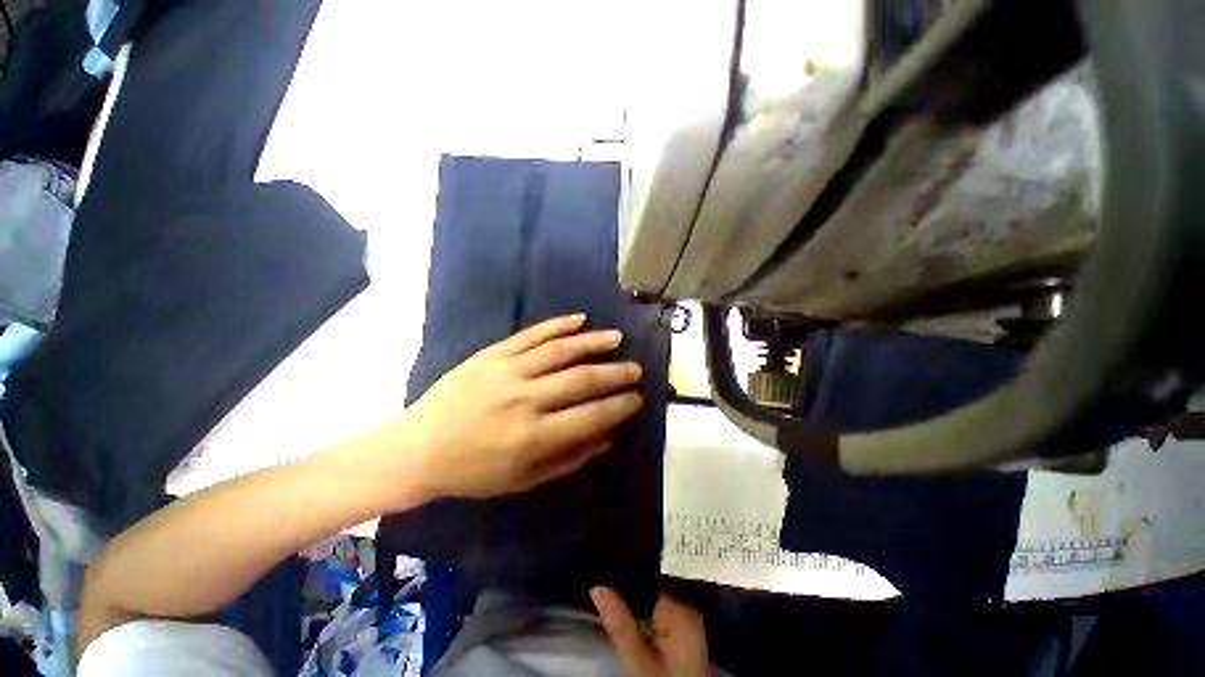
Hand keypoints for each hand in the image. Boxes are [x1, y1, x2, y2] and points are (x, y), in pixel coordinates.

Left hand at [391, 314, 643, 500]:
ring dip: (593, 342)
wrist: (418, 448)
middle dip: (615, 374)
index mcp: (534, 436)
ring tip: (616, 338)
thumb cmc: (473, 471)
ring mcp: (507, 371)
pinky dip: (557, 325)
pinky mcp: (492, 354)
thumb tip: (608, 437)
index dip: (619, 406)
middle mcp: (525, 399)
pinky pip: (531, 335)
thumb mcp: (524, 479)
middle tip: (635, 369)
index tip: (637, 398)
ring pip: (560, 350)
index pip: (591, 415)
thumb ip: (570, 458)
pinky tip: (579, 319)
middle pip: (581, 379)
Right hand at [591, 587, 709, 676]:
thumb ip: (620, 624)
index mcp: (681, 611)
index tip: (600, 582)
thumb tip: (598, 586)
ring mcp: (688, 622)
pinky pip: (659, 614)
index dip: (623, 583)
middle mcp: (687, 609)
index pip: (646, 584)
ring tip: (611, 606)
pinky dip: (644, 619)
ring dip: (634, 607)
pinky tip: (630, 624)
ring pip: (653, 603)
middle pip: (650, 592)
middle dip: (627, 595)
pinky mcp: (684, 634)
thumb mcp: (638, 663)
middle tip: (601, 596)